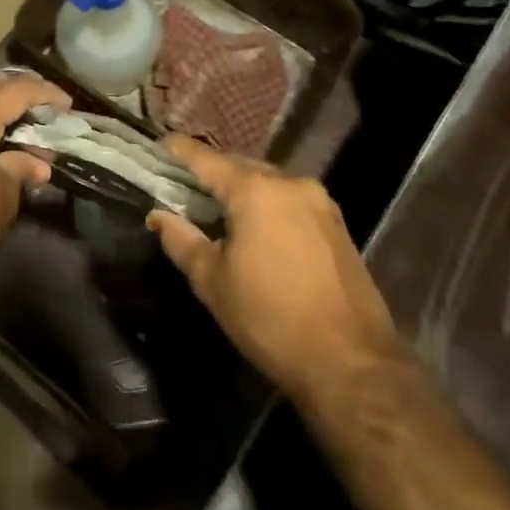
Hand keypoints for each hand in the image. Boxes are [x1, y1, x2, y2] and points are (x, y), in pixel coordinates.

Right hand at [147, 137, 398, 406]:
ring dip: (241, 189)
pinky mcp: (337, 224)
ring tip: (216, 208)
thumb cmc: (269, 319)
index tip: (160, 146)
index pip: (206, 159)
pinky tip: (255, 228)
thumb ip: (181, 240)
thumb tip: (158, 215)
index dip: (179, 150)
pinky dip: (267, 204)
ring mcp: (319, 202)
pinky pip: (290, 200)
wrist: (351, 364)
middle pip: (239, 165)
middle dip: (211, 172)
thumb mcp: (213, 282)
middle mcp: (290, 183)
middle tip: (183, 185)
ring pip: (268, 182)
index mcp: (255, 191)